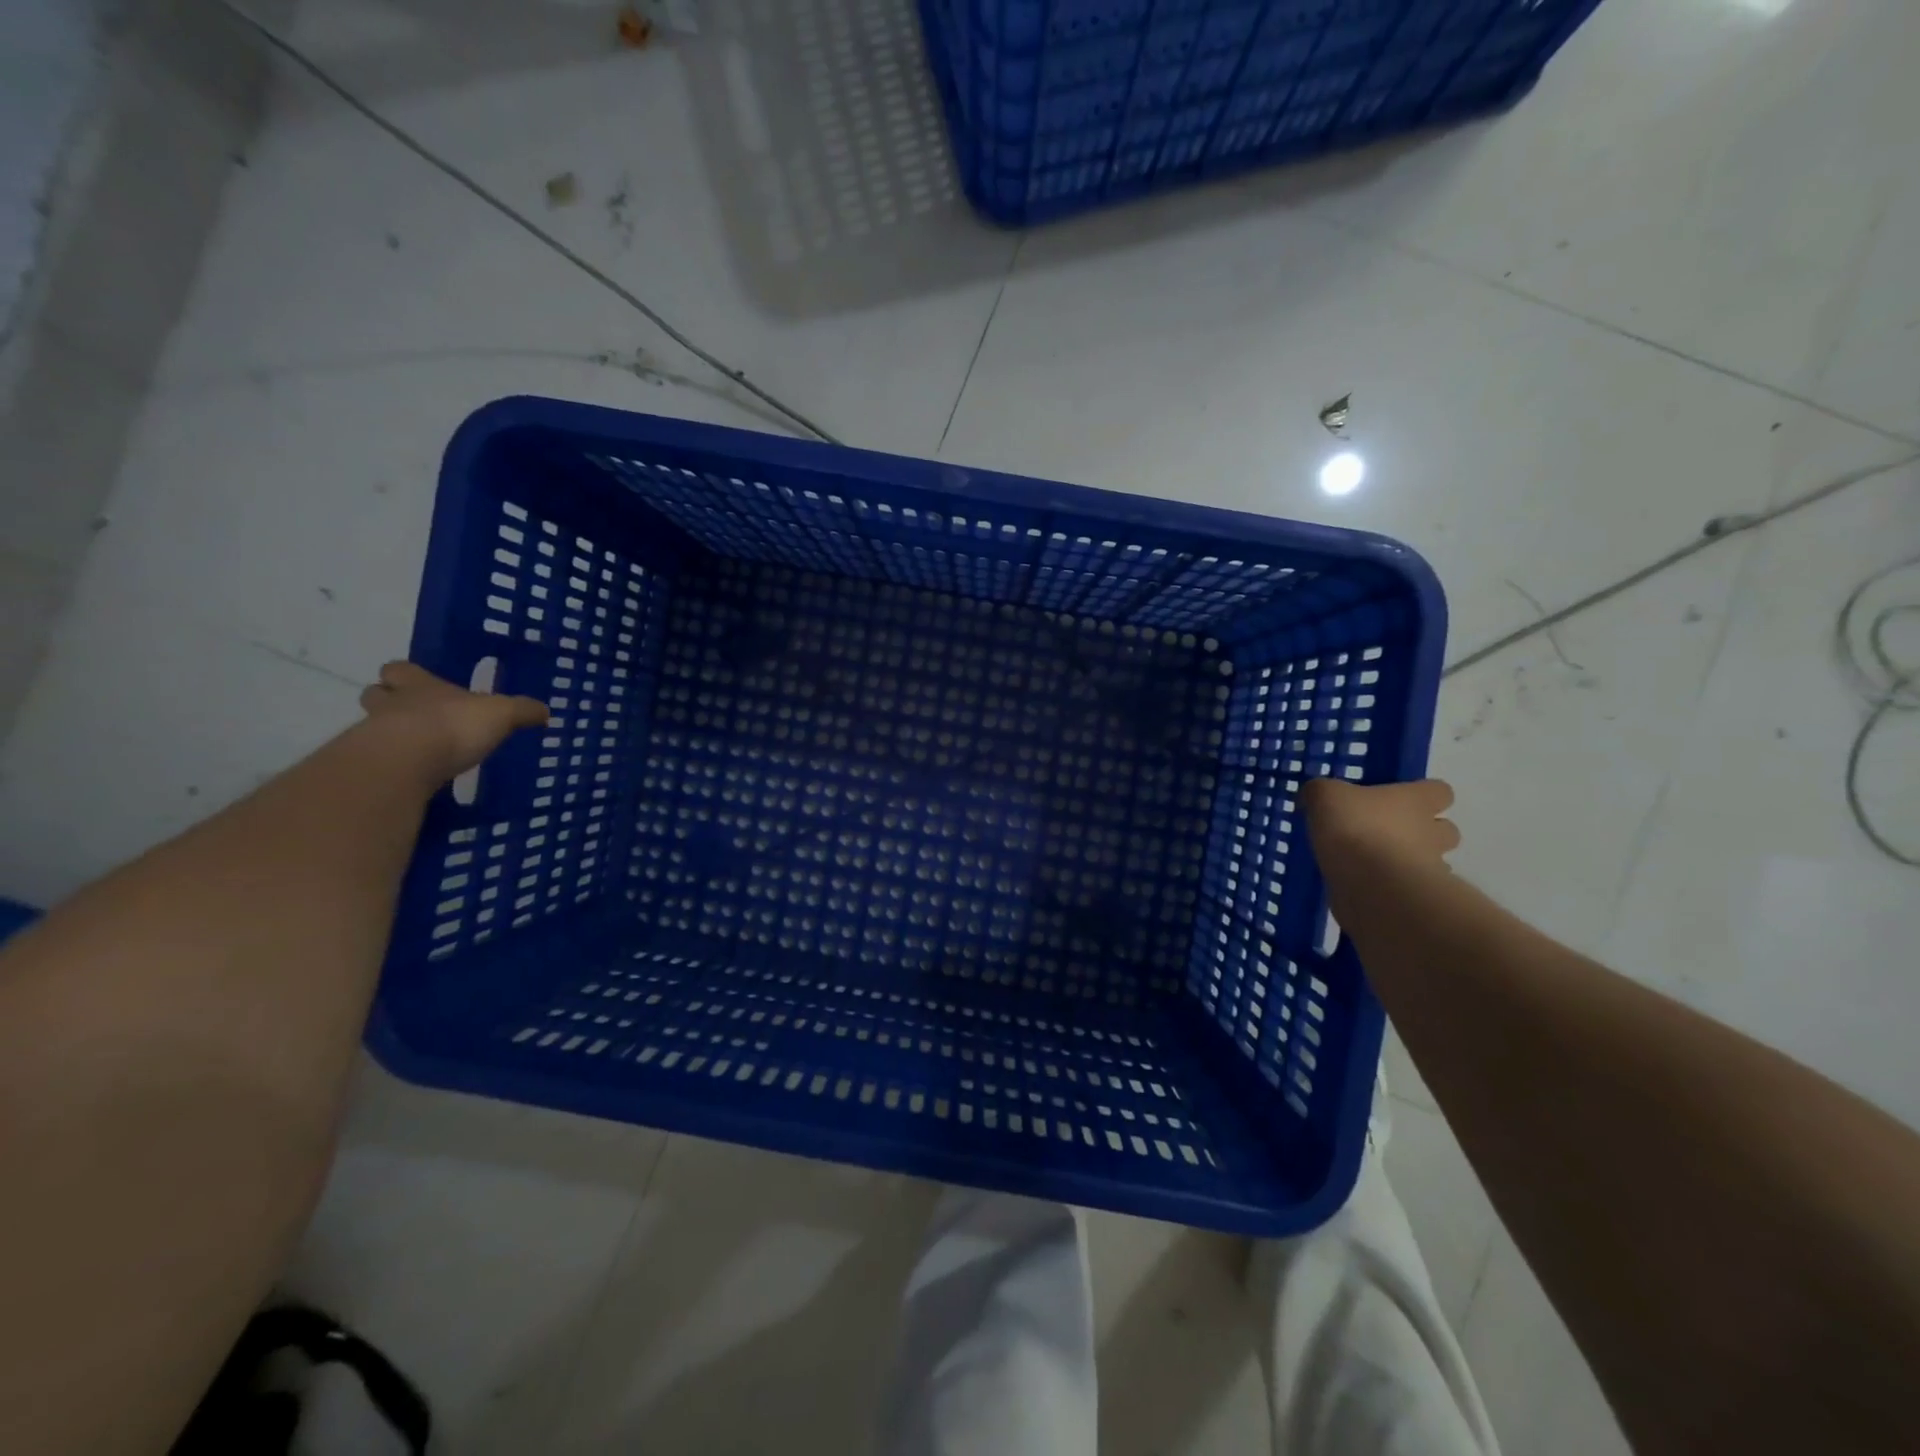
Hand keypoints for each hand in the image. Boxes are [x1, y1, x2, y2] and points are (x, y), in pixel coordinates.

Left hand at [358, 661, 548, 782]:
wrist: (406, 762)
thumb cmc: (454, 725)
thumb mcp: (502, 714)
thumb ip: (522, 711)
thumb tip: (545, 710)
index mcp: (420, 685)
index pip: (400, 669)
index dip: (407, 675)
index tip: (417, 682)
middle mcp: (392, 704)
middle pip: (376, 695)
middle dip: (388, 702)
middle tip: (411, 715)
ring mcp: (374, 734)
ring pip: (371, 727)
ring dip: (388, 734)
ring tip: (416, 750)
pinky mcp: (370, 766)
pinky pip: (378, 761)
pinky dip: (392, 765)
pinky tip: (413, 775)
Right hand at [1302, 777, 1460, 878]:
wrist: (1371, 887)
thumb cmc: (1355, 829)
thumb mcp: (1325, 796)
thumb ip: (1320, 792)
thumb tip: (1312, 796)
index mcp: (1416, 801)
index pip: (1439, 790)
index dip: (1422, 793)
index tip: (1397, 798)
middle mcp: (1431, 832)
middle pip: (1444, 829)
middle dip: (1422, 832)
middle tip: (1386, 833)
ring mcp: (1429, 868)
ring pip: (1431, 861)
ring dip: (1409, 861)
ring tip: (1372, 863)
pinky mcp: (1415, 899)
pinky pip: (1408, 889)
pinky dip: (1393, 888)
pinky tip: (1364, 886)